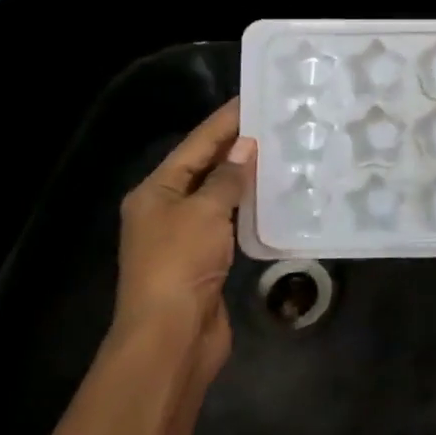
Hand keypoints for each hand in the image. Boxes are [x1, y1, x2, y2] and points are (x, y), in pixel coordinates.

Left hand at [115, 98, 254, 386]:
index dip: (224, 121)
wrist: (170, 337)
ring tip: (281, 151)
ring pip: (218, 195)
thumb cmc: (180, 264)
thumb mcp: (204, 211)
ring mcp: (184, 236)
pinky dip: (248, 206)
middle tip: (275, 122)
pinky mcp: (204, 259)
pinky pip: (228, 221)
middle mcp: (166, 209)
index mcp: (155, 192)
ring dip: (245, 176)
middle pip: (204, 167)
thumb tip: (246, 146)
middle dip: (236, 145)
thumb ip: (227, 177)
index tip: (253, 98)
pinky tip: (273, 195)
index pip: (195, 144)